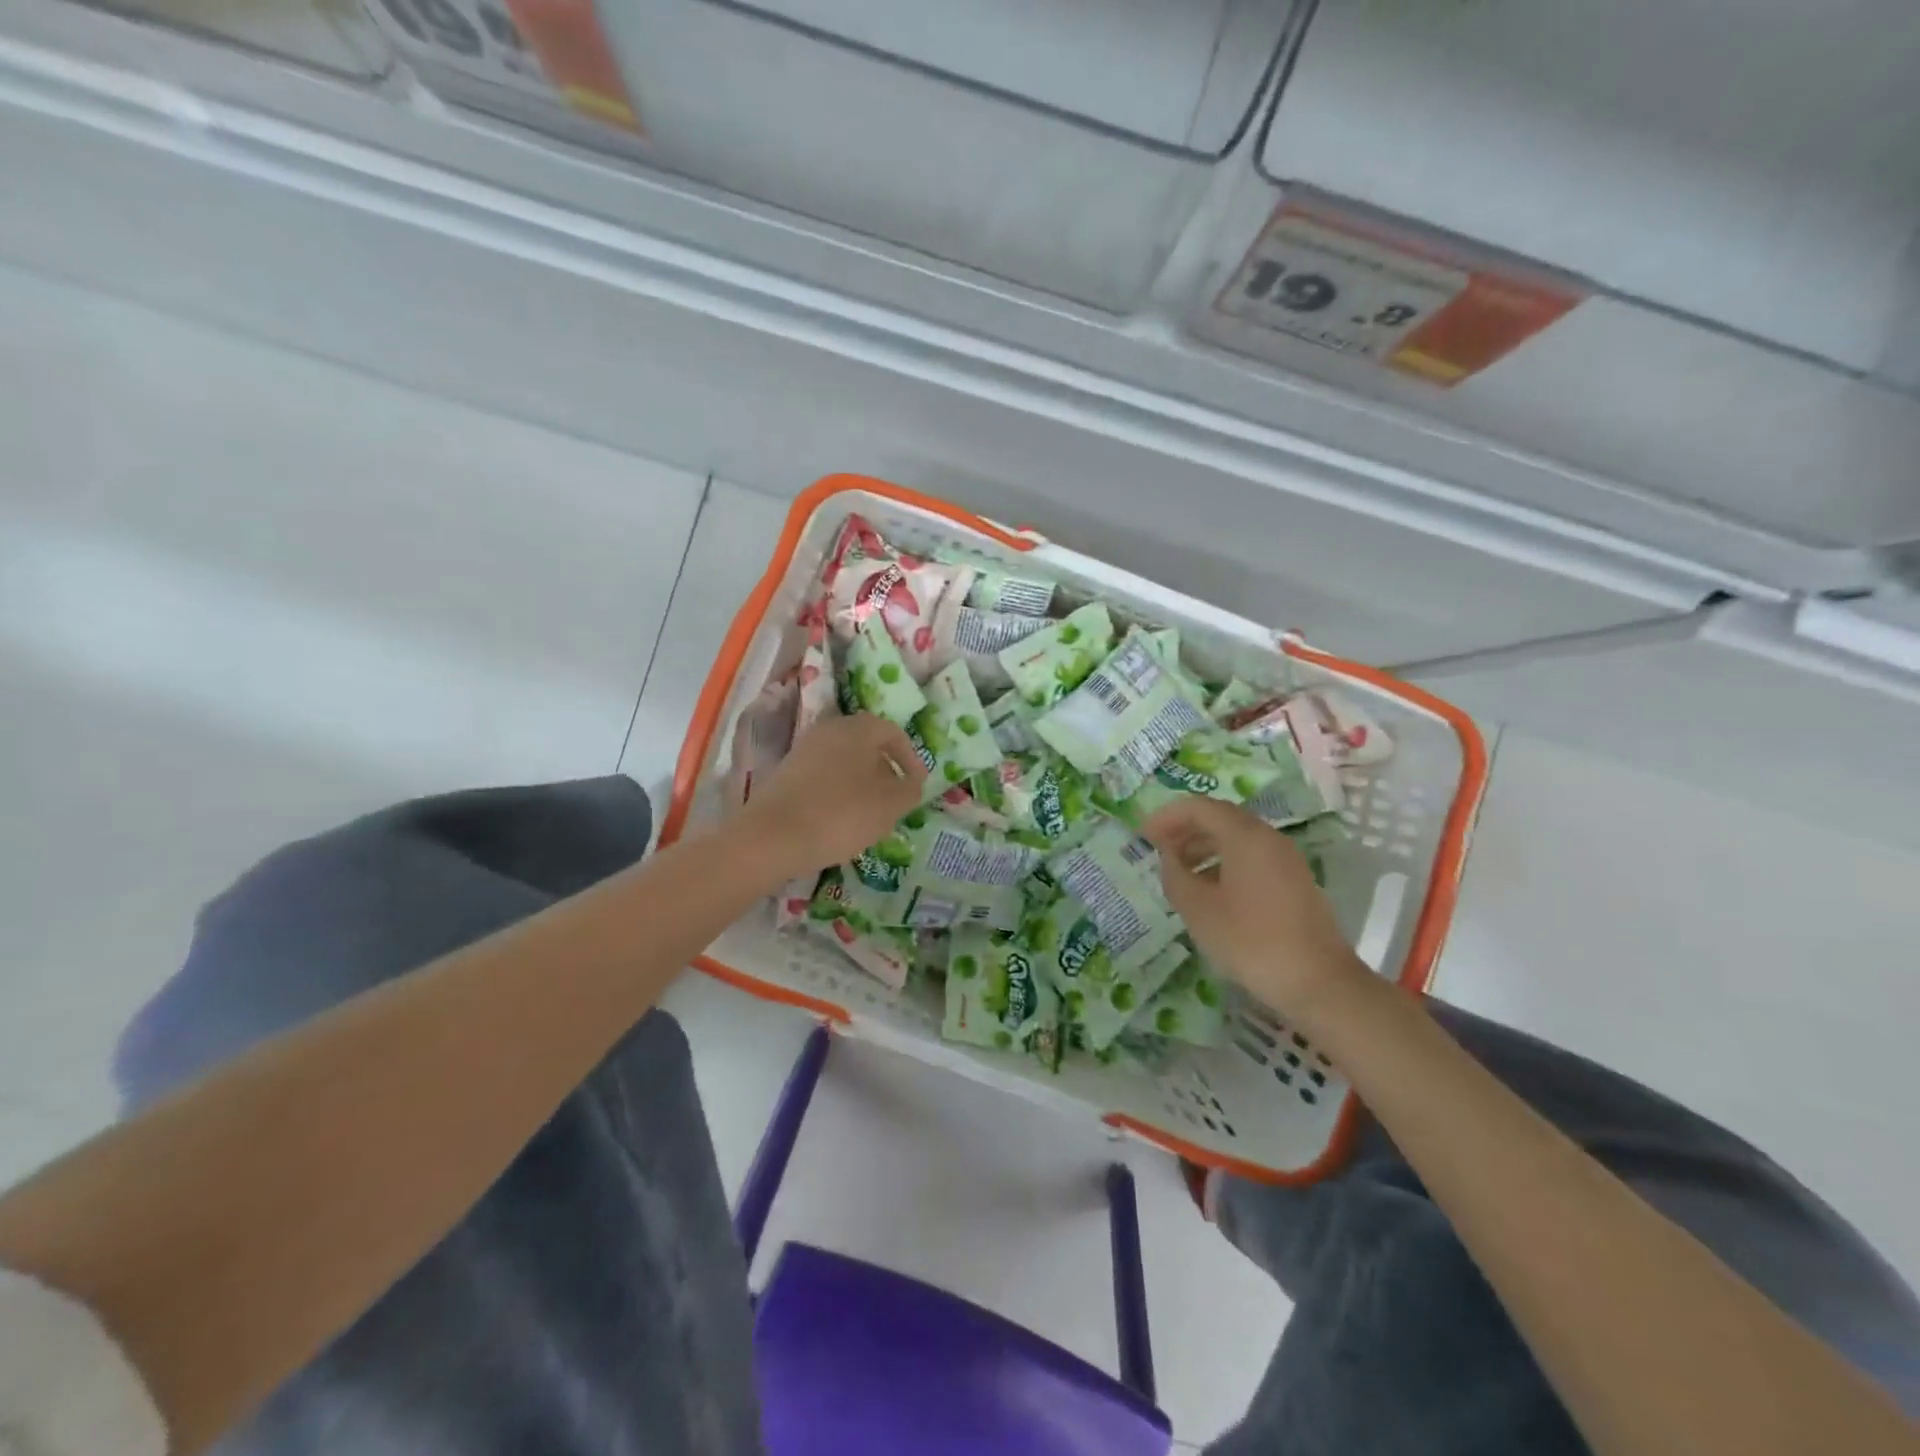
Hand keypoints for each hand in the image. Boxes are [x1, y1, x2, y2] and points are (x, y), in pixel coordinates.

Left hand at [738, 712, 925, 877]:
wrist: (772, 837)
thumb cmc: (841, 814)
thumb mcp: (890, 806)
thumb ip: (909, 790)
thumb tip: (911, 782)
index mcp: (859, 728)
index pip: (894, 733)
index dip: (911, 759)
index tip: (917, 785)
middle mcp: (830, 728)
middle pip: (867, 744)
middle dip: (885, 769)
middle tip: (895, 798)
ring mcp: (805, 748)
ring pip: (844, 759)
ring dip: (861, 781)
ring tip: (870, 812)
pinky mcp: (787, 771)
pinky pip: (823, 774)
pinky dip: (838, 790)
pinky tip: (840, 817)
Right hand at [1141, 797, 1368, 1019]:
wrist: (1318, 983)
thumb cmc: (1250, 941)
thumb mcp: (1198, 909)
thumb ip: (1175, 875)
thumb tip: (1169, 858)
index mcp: (1245, 836)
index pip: (1199, 807)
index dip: (1167, 816)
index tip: (1143, 835)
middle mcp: (1269, 838)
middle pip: (1220, 818)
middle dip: (1185, 829)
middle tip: (1157, 849)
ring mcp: (1286, 860)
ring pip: (1237, 838)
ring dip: (1203, 847)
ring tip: (1179, 871)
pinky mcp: (1294, 882)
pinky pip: (1252, 858)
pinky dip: (1224, 862)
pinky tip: (1210, 891)